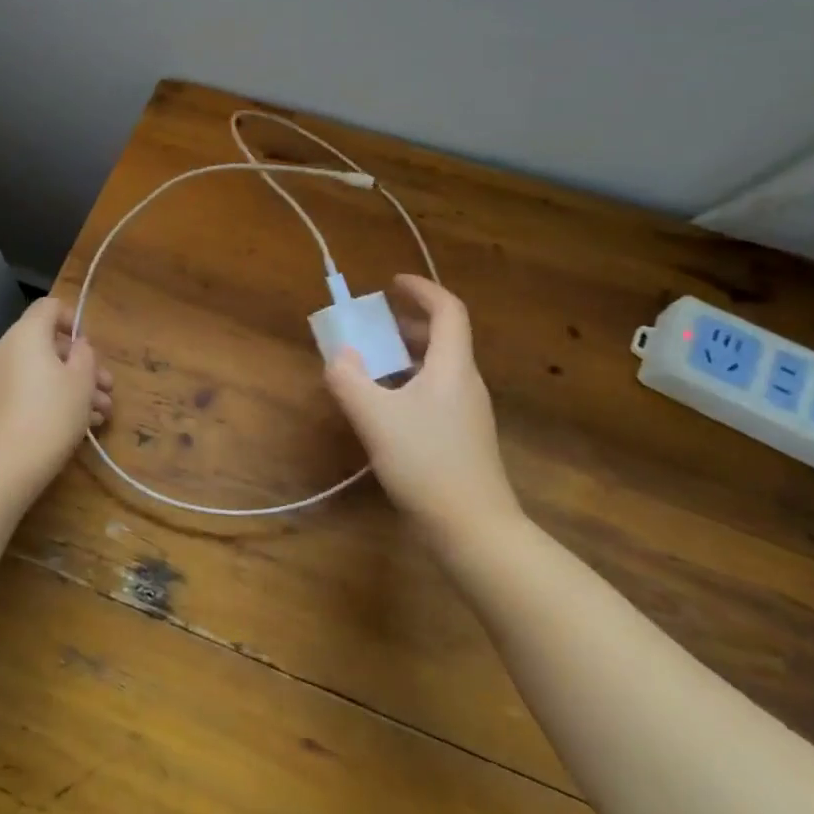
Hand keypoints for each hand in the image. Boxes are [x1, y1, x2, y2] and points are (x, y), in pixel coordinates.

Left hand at [0, 297, 113, 496]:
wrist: (5, 465)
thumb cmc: (52, 413)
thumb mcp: (82, 380)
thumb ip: (84, 354)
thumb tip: (76, 346)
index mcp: (26, 334)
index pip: (49, 307)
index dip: (73, 319)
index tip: (90, 346)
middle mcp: (6, 350)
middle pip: (48, 344)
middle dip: (82, 365)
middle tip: (107, 388)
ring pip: (41, 371)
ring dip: (72, 386)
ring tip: (101, 414)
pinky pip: (28, 390)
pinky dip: (51, 399)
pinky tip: (80, 425)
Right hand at [324, 275, 516, 544]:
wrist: (474, 530)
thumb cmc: (427, 464)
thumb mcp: (376, 419)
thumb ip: (350, 381)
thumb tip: (339, 355)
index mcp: (452, 366)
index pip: (448, 310)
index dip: (422, 290)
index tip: (392, 283)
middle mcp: (466, 382)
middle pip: (444, 337)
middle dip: (408, 324)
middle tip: (374, 326)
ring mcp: (469, 412)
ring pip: (439, 367)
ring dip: (407, 355)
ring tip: (373, 365)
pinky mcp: (464, 438)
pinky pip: (437, 392)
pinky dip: (411, 383)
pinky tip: (387, 409)